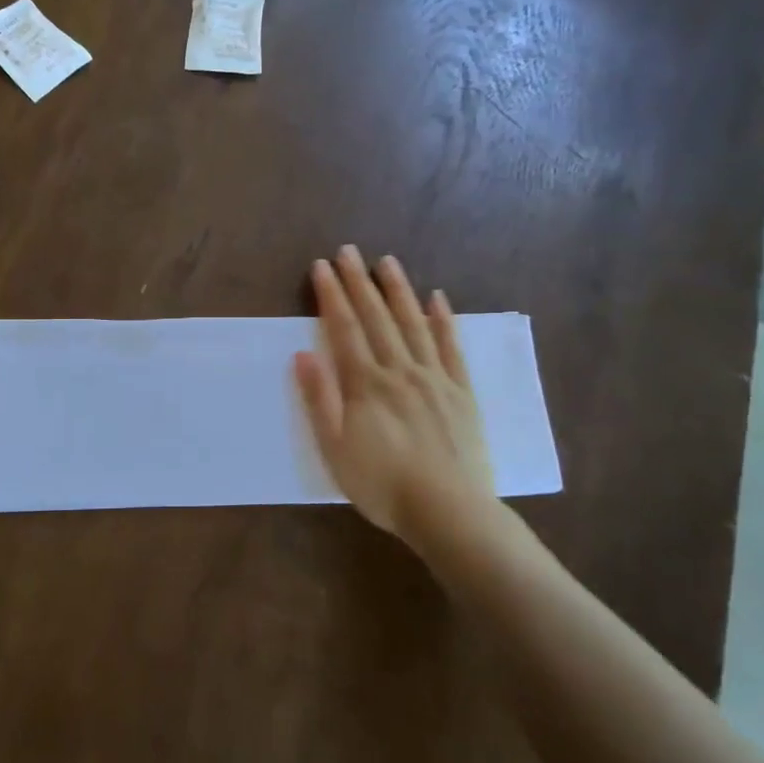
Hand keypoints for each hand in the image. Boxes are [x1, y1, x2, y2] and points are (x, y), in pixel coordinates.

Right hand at [294, 246, 501, 552]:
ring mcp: (434, 378)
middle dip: (359, 282)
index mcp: (366, 384)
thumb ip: (319, 399)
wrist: (448, 511)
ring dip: (398, 291)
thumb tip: (303, 354)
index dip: (330, 296)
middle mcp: (400, 370)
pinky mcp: (460, 392)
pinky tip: (436, 299)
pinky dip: (443, 321)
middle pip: (376, 318)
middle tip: (348, 251)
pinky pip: (450, 348)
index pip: (344, 329)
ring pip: (413, 324)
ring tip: (387, 262)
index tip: (321, 267)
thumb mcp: (334, 449)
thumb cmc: (381, 485)